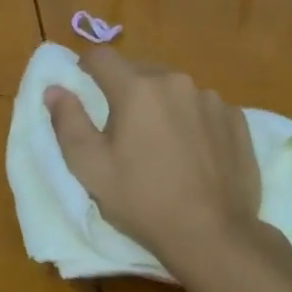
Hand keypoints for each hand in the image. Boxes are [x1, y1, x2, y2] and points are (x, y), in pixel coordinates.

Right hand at [45, 48, 261, 277]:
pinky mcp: (236, 119)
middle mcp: (175, 81)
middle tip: (122, 126)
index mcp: (137, 88)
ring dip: (161, 104)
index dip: (87, 67)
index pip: (102, 57)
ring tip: (161, 142)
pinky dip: (192, 119)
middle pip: (139, 71)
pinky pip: (203, 107)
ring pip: (173, 89)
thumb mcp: (90, 167)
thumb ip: (68, 121)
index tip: (84, 86)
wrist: (213, 235)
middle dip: (125, 89)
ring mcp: (211, 99)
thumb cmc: (142, 200)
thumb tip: (55, 89)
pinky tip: (193, 152)